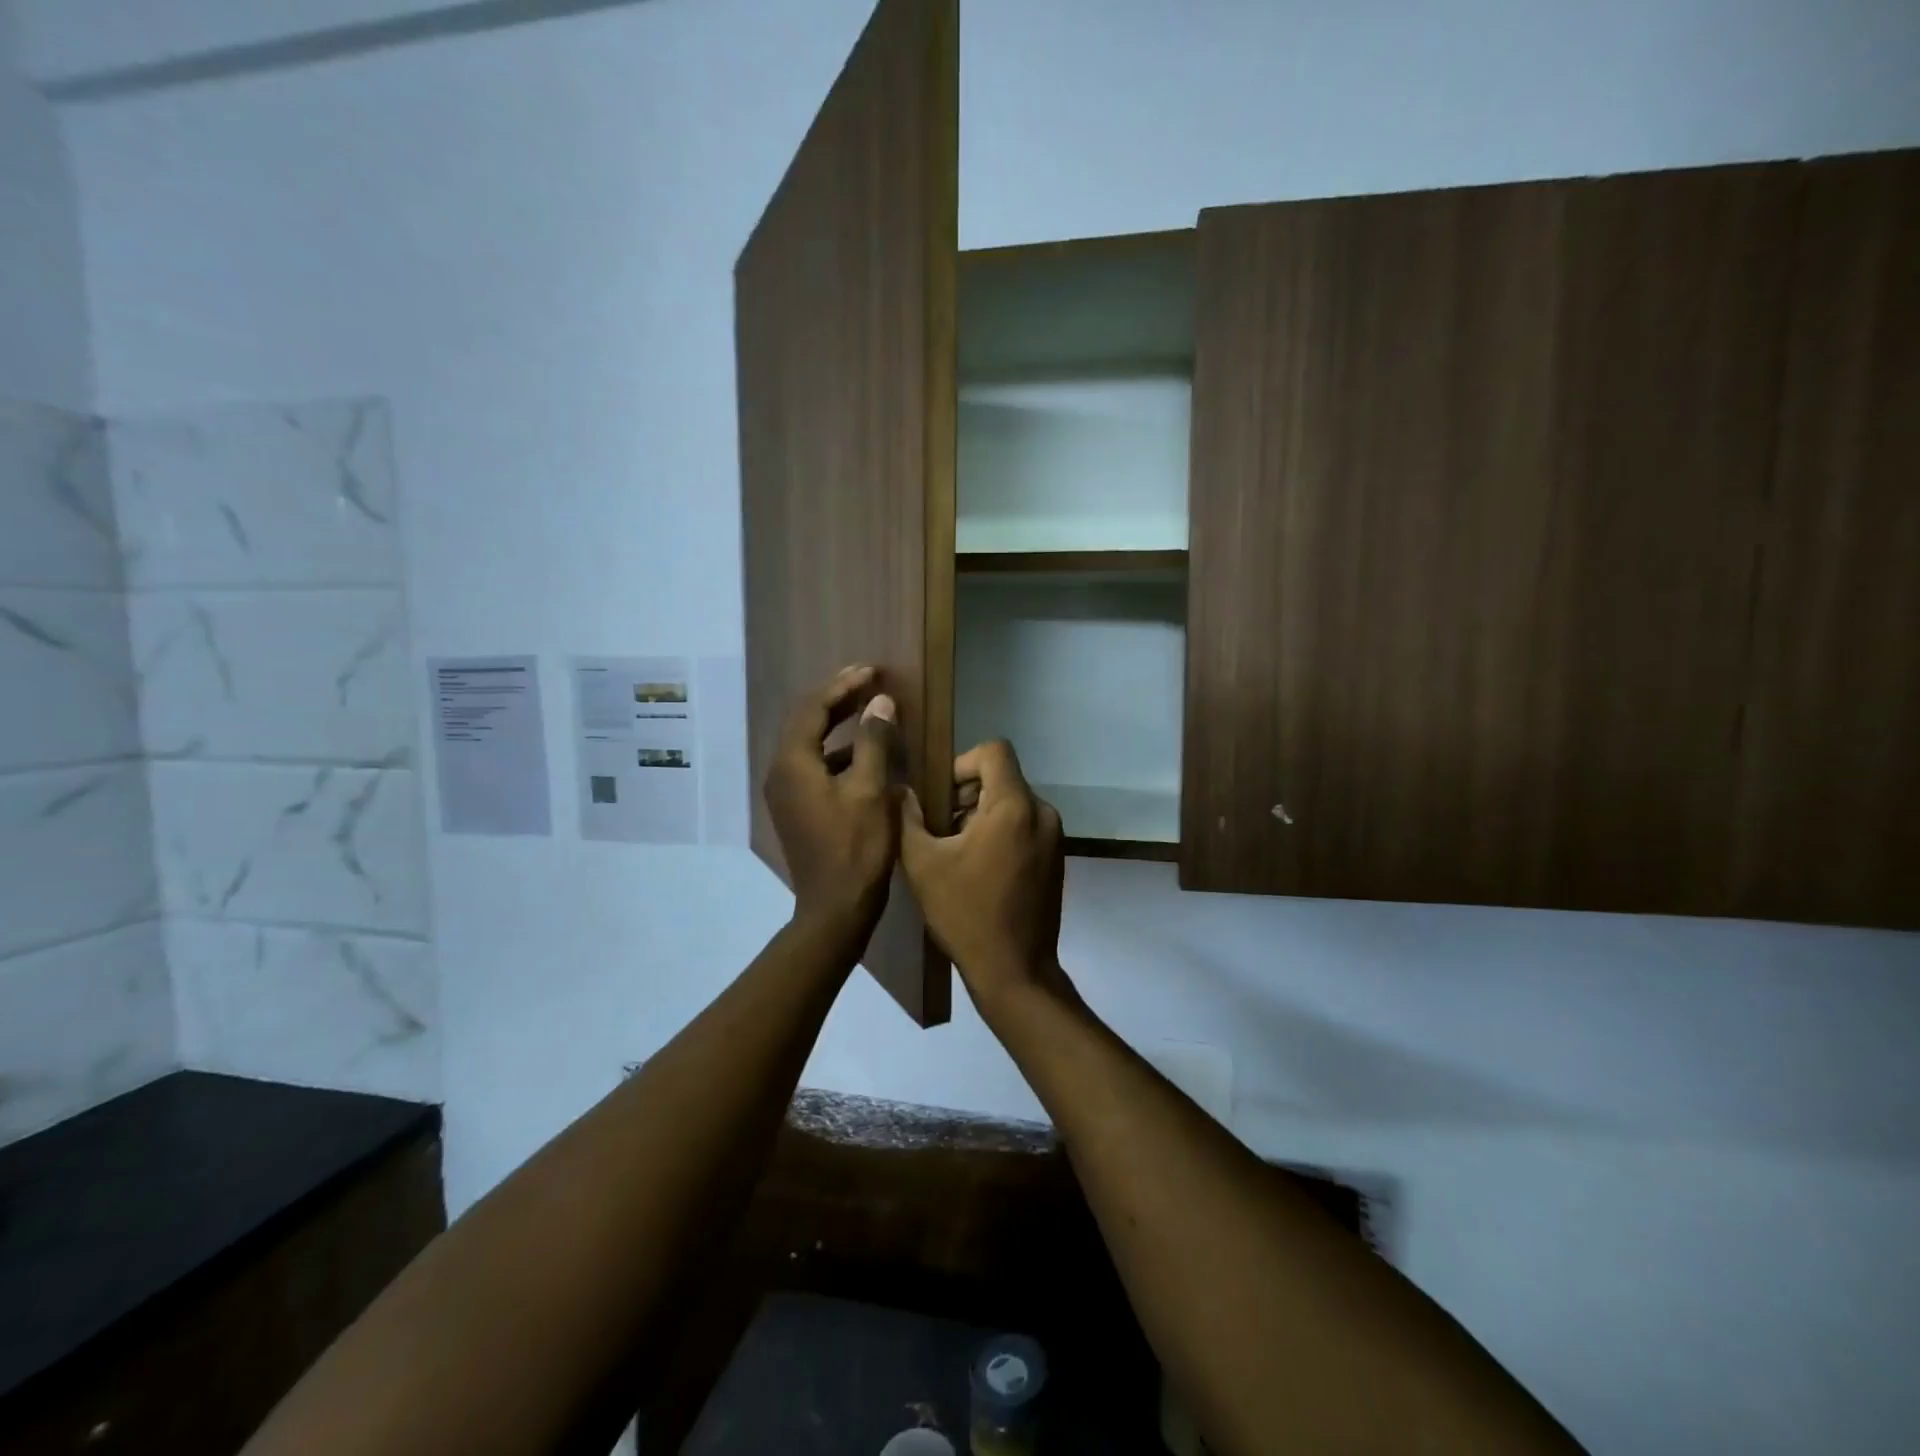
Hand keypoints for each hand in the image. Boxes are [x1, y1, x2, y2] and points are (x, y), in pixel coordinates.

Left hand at [765, 666, 898, 936]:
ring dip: (838, 723)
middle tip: (869, 679)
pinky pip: (815, 764)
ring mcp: (786, 792)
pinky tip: (865, 752)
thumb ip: (874, 741)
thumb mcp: (871, 791)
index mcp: (793, 763)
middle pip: (807, 721)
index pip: (814, 708)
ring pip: (811, 743)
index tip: (872, 670)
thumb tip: (879, 702)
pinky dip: (838, 751)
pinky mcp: (798, 807)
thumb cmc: (856, 849)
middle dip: (838, 698)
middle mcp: (781, 772)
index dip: (843, 685)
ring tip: (869, 708)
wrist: (835, 908)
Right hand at [899, 740, 1072, 1015]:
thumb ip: (908, 818)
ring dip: (982, 814)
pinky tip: (978, 867)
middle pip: (1002, 777)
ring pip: (1013, 802)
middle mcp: (1042, 813)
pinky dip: (1001, 832)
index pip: (994, 751)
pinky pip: (1025, 825)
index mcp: (1014, 806)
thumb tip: (900, 791)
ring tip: (955, 850)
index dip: (962, 763)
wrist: (1014, 970)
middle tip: (940, 826)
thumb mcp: (923, 864)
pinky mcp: (1056, 858)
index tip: (941, 796)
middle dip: (967, 793)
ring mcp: (1054, 837)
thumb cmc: (965, 914)